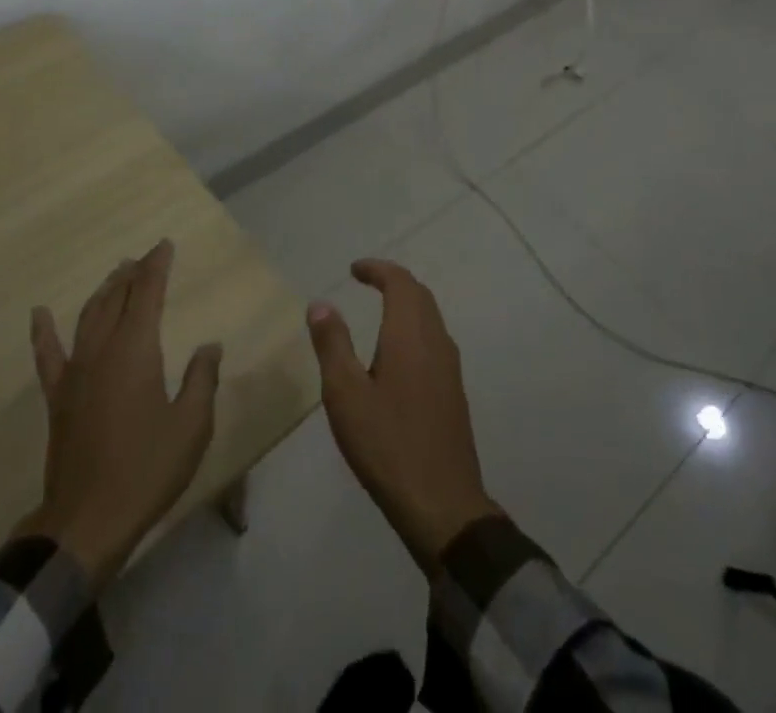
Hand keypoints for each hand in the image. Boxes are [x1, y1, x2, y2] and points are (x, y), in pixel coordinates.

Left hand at [15, 240, 222, 588]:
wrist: (87, 522)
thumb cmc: (147, 470)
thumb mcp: (191, 427)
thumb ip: (202, 380)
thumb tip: (209, 346)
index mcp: (137, 350)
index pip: (147, 294)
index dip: (156, 266)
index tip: (164, 245)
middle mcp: (103, 350)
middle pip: (116, 299)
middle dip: (132, 274)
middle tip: (143, 257)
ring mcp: (75, 373)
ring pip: (88, 317)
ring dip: (103, 292)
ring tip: (115, 274)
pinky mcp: (57, 397)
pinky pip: (47, 355)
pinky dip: (43, 332)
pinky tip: (39, 313)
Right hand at [308, 260, 501, 576]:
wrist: (443, 505)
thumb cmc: (387, 445)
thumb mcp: (345, 395)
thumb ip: (333, 345)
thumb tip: (321, 304)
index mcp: (410, 335)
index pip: (400, 282)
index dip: (378, 269)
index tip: (354, 269)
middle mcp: (436, 342)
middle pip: (419, 295)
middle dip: (393, 281)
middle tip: (366, 281)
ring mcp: (450, 368)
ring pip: (431, 317)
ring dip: (407, 303)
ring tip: (380, 309)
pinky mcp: (454, 392)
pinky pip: (435, 339)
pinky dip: (416, 326)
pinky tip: (398, 352)